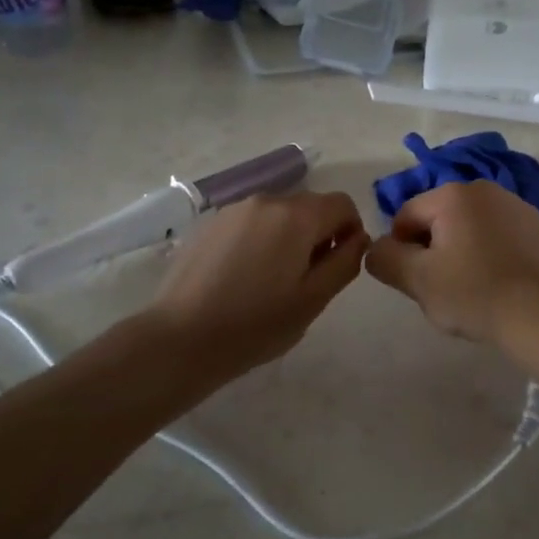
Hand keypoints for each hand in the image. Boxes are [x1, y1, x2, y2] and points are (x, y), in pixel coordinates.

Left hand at [148, 190, 368, 376]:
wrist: (181, 338)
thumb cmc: (256, 324)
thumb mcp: (314, 300)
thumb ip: (345, 262)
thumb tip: (358, 238)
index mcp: (296, 216)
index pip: (342, 203)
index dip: (350, 230)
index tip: (338, 264)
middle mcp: (266, 200)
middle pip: (310, 206)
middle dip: (319, 234)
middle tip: (307, 279)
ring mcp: (234, 210)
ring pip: (278, 214)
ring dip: (288, 237)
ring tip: (273, 281)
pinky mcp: (210, 224)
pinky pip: (251, 223)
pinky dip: (260, 240)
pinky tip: (244, 277)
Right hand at [366, 181, 538, 348]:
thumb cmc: (474, 294)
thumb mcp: (417, 280)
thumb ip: (385, 259)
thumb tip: (377, 248)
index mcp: (452, 194)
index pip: (406, 216)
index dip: (401, 251)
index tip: (415, 282)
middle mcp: (485, 189)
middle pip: (439, 220)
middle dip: (433, 251)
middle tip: (443, 289)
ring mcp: (517, 206)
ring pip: (470, 228)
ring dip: (462, 252)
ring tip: (473, 289)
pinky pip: (499, 237)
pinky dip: (491, 254)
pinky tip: (499, 284)